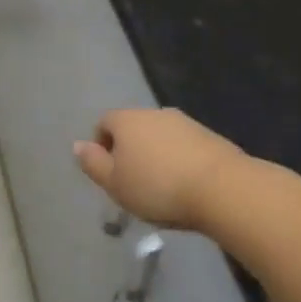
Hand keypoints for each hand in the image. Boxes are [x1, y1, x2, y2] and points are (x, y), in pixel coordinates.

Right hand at [74, 108, 243, 230]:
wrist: (222, 188)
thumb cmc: (158, 187)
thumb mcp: (116, 184)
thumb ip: (94, 164)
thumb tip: (77, 145)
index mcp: (126, 120)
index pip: (104, 123)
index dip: (102, 146)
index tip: (110, 174)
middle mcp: (153, 113)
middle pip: (133, 128)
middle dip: (131, 151)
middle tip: (135, 183)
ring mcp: (184, 122)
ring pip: (160, 137)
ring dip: (157, 156)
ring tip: (163, 188)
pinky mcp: (210, 136)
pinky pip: (184, 146)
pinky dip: (180, 161)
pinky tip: (187, 186)